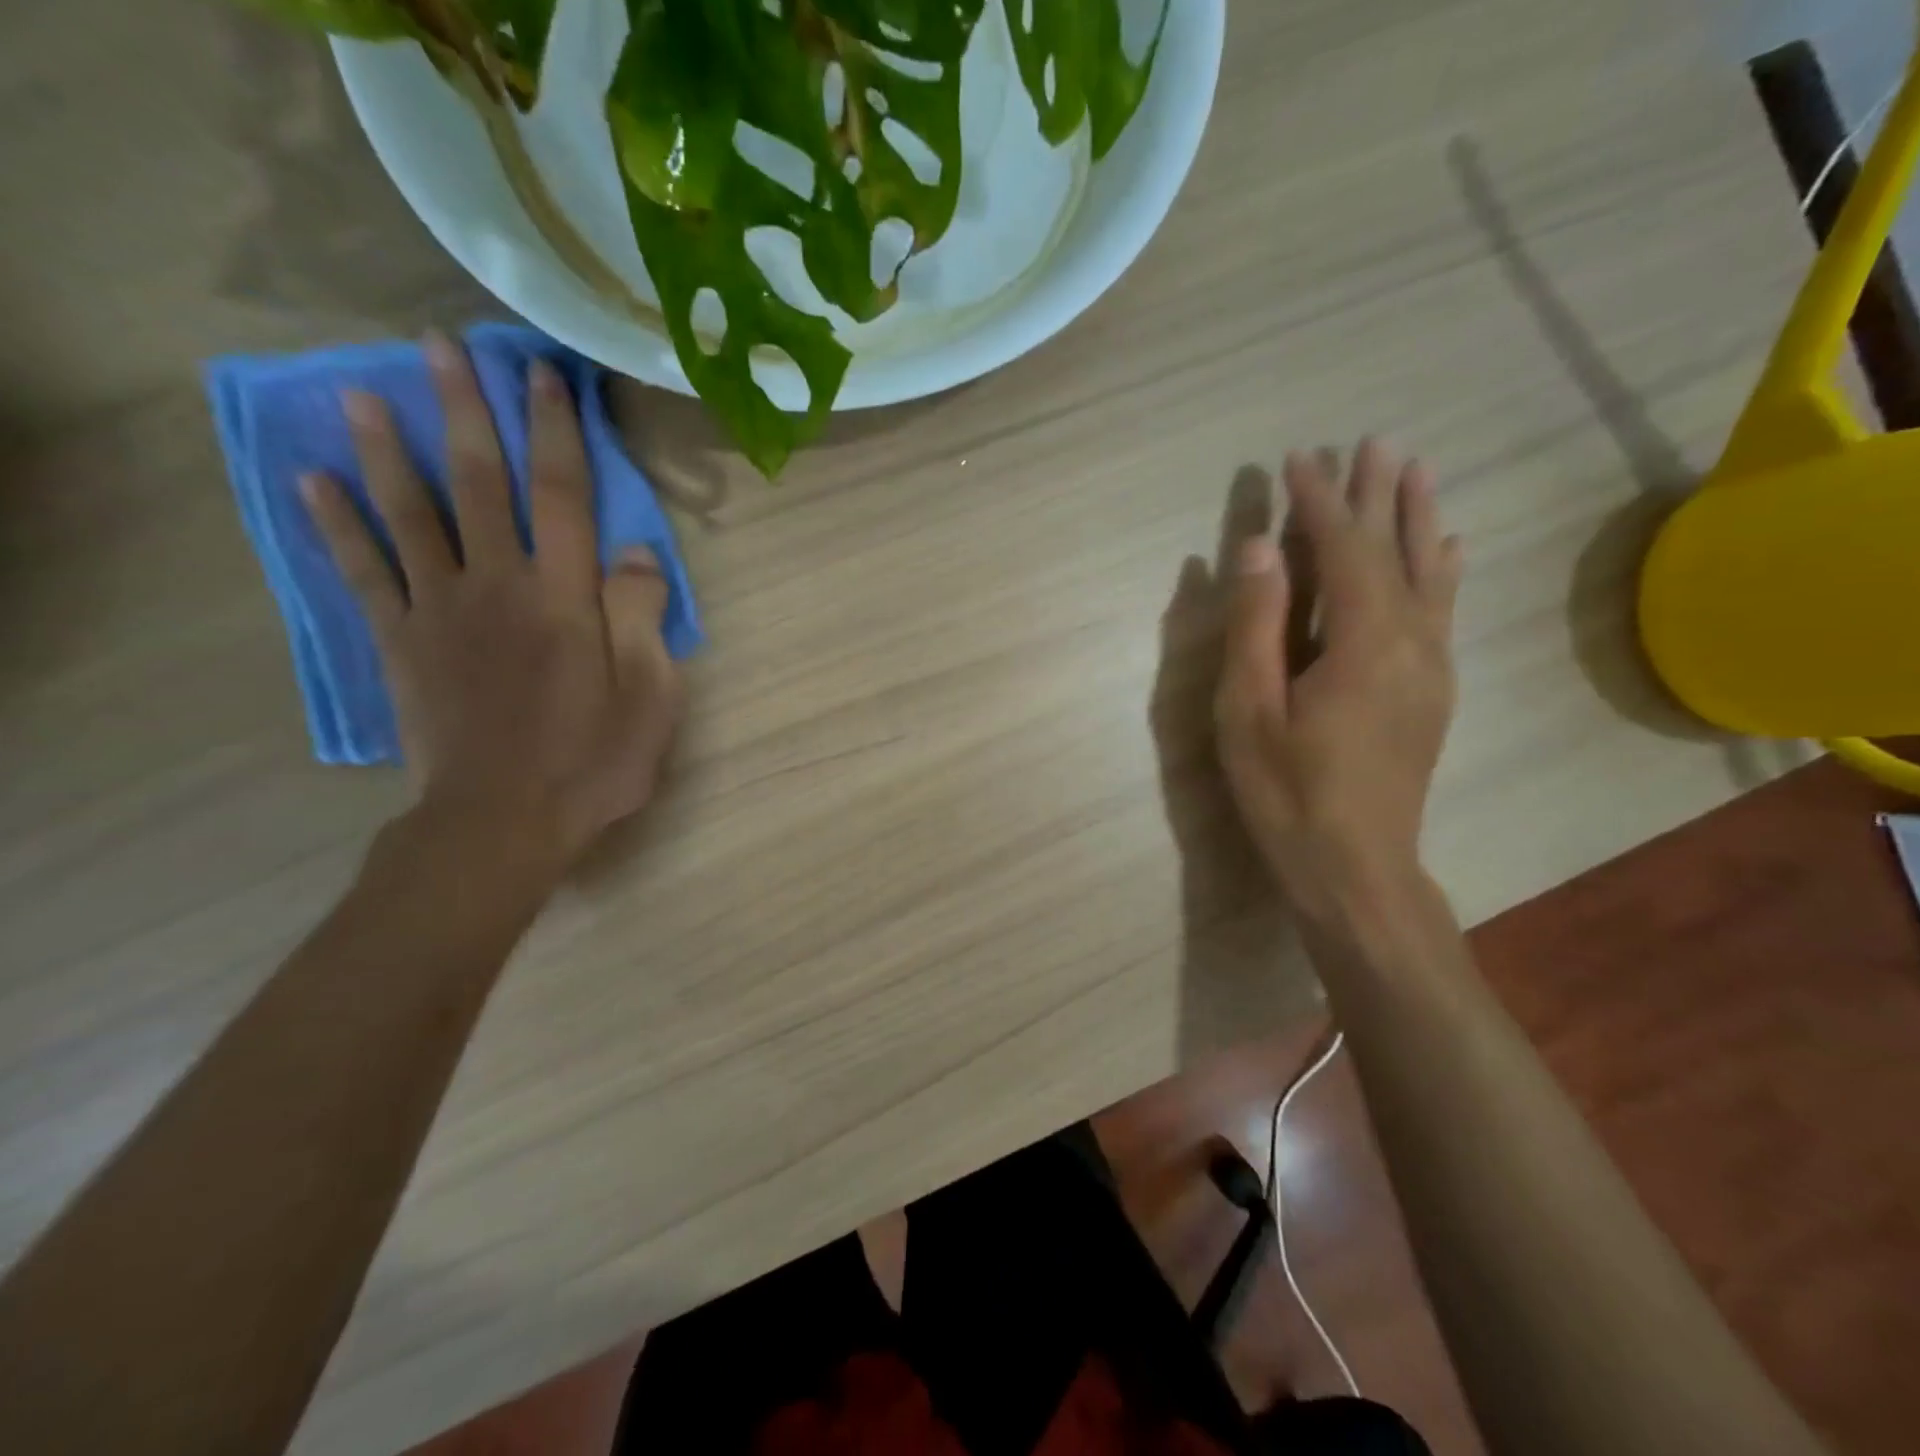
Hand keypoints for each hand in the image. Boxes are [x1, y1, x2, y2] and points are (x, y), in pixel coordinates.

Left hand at [302, 332, 683, 866]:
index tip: (545, 376)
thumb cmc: (592, 761)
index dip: (556, 432)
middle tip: (440, 347)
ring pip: (410, 514)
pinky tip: (311, 482)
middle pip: (479, 483)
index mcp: (565, 598)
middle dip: (464, 412)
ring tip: (360, 393)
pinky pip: (363, 572)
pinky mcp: (400, 642)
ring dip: (385, 449)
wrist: (502, 820)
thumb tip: (637, 551)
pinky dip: (335, 525)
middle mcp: (498, 585)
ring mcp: (441, 610)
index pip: (563, 496)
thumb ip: (643, 616)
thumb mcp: (651, 696)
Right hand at [1214, 441, 1462, 920]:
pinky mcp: (1434, 691)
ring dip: (1419, 519)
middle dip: (1379, 495)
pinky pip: (1444, 610)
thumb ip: (1257, 626)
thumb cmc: (1287, 793)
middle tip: (1373, 442)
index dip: (1319, 501)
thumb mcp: (1249, 712)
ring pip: (1431, 575)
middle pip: (1397, 551)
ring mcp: (1432, 667)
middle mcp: (1412, 641)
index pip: (1343, 549)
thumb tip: (1257, 547)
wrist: (1356, 868)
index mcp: (1363, 642)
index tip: (1298, 458)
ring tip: (1416, 472)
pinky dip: (1443, 569)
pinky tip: (1449, 549)